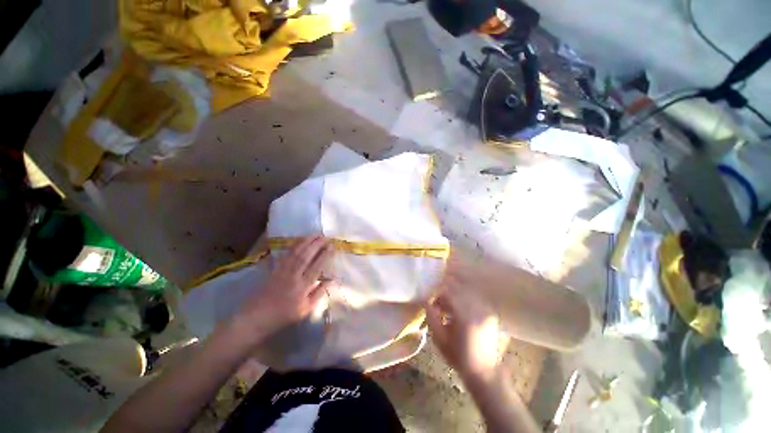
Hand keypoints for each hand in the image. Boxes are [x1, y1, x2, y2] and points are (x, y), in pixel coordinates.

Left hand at [234, 236, 333, 341]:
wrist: (255, 318)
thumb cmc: (283, 316)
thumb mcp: (305, 310)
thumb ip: (319, 293)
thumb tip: (331, 280)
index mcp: (302, 288)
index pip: (317, 267)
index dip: (326, 255)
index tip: (333, 246)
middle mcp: (292, 276)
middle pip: (305, 256)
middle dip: (316, 244)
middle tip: (325, 236)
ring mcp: (282, 271)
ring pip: (295, 253)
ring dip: (306, 242)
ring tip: (315, 234)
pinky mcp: (274, 269)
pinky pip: (286, 254)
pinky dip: (294, 245)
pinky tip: (300, 240)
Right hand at [425, 272, 501, 382]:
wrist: (484, 372)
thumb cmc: (459, 357)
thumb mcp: (440, 340)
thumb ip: (432, 318)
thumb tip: (427, 302)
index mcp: (464, 316)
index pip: (449, 292)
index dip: (438, 291)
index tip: (431, 296)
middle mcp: (476, 309)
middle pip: (458, 288)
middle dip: (446, 290)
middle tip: (437, 301)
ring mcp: (485, 310)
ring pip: (466, 291)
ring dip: (454, 294)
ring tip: (447, 307)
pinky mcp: (489, 313)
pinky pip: (474, 298)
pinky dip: (464, 299)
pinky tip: (458, 310)